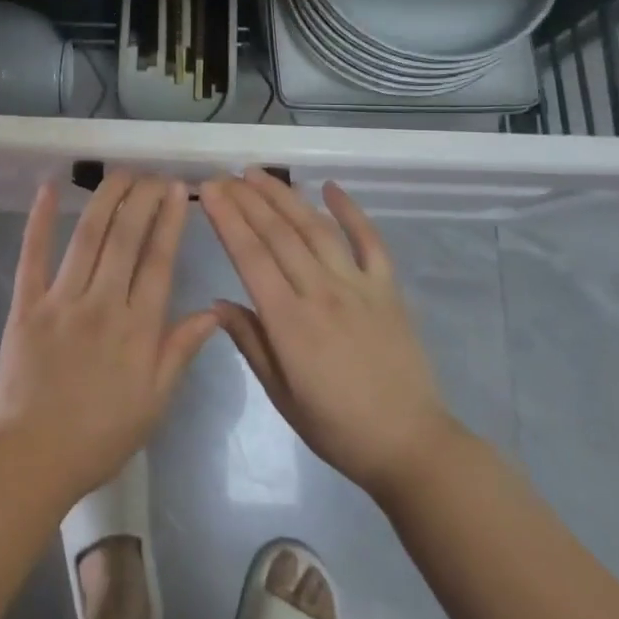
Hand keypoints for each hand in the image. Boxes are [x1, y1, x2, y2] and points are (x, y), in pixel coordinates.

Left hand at [0, 173, 218, 505]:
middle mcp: (102, 303)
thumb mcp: (154, 402)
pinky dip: (39, 219)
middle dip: (143, 198)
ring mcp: (61, 300)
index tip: (178, 189)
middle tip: (154, 174)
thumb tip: (214, 311)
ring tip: (121, 172)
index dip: (169, 220)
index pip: (159, 260)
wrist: (31, 459)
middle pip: (126, 237)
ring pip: (87, 236)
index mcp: (137, 328)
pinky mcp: (25, 305)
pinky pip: (32, 256)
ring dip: (106, 198)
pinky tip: (48, 186)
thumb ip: (181, 351)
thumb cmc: (100, 436)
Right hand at [199, 169, 457, 500]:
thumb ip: (250, 342)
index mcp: (290, 322)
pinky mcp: (387, 288)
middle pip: (278, 234)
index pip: (251, 257)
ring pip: (315, 228)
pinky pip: (369, 240)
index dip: (228, 219)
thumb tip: (217, 302)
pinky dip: (350, 210)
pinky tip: (330, 187)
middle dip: (247, 199)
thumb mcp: (281, 395)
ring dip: (285, 196)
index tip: (208, 191)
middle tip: (224, 176)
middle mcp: (322, 292)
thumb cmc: (337, 428)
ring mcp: (359, 285)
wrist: (409, 444)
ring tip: (258, 174)